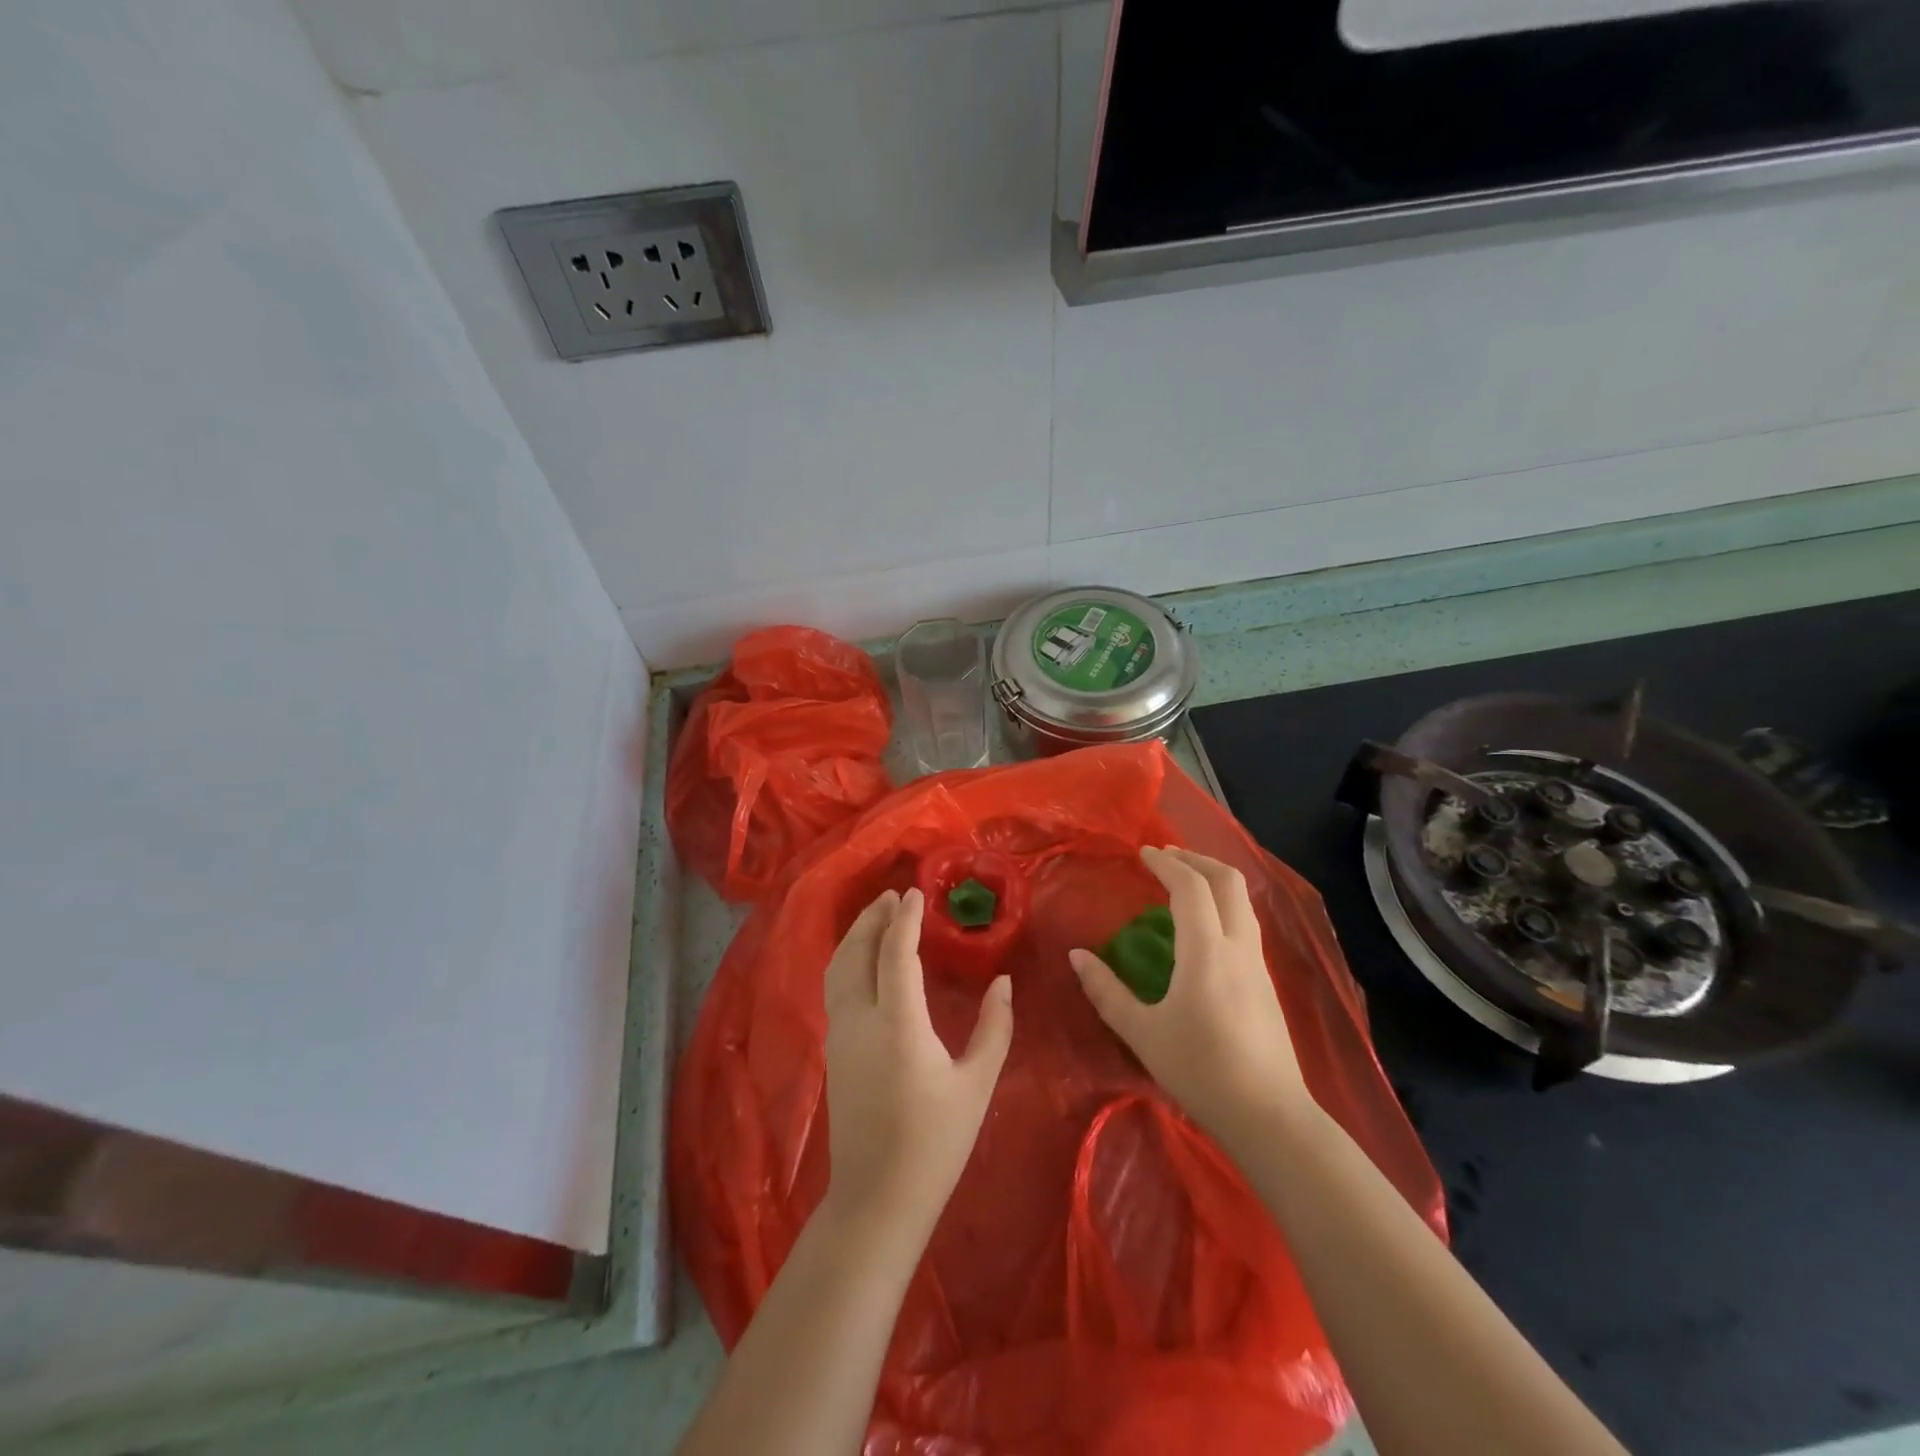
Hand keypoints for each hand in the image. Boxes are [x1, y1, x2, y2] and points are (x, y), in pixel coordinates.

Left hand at [821, 888, 1014, 1242]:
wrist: (877, 1198)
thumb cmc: (935, 1142)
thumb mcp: (977, 1084)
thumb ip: (994, 1027)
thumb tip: (1003, 982)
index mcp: (898, 1024)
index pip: (895, 953)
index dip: (905, 919)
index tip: (916, 892)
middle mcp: (860, 1020)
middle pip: (856, 952)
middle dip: (873, 918)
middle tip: (894, 895)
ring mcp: (839, 1035)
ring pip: (838, 968)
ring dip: (856, 935)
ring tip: (877, 917)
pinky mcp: (833, 1051)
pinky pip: (835, 988)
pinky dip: (848, 960)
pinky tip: (865, 960)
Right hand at [1070, 846, 1307, 1143]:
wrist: (1270, 1117)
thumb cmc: (1200, 1071)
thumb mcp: (1142, 1033)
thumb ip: (1106, 991)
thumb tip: (1076, 956)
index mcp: (1207, 952)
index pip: (1190, 887)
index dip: (1166, 864)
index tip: (1143, 853)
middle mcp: (1238, 947)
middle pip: (1228, 882)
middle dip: (1197, 860)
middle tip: (1166, 857)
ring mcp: (1258, 964)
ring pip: (1242, 901)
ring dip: (1213, 880)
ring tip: (1184, 882)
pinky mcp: (1265, 982)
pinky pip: (1245, 923)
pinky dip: (1223, 904)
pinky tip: (1203, 926)